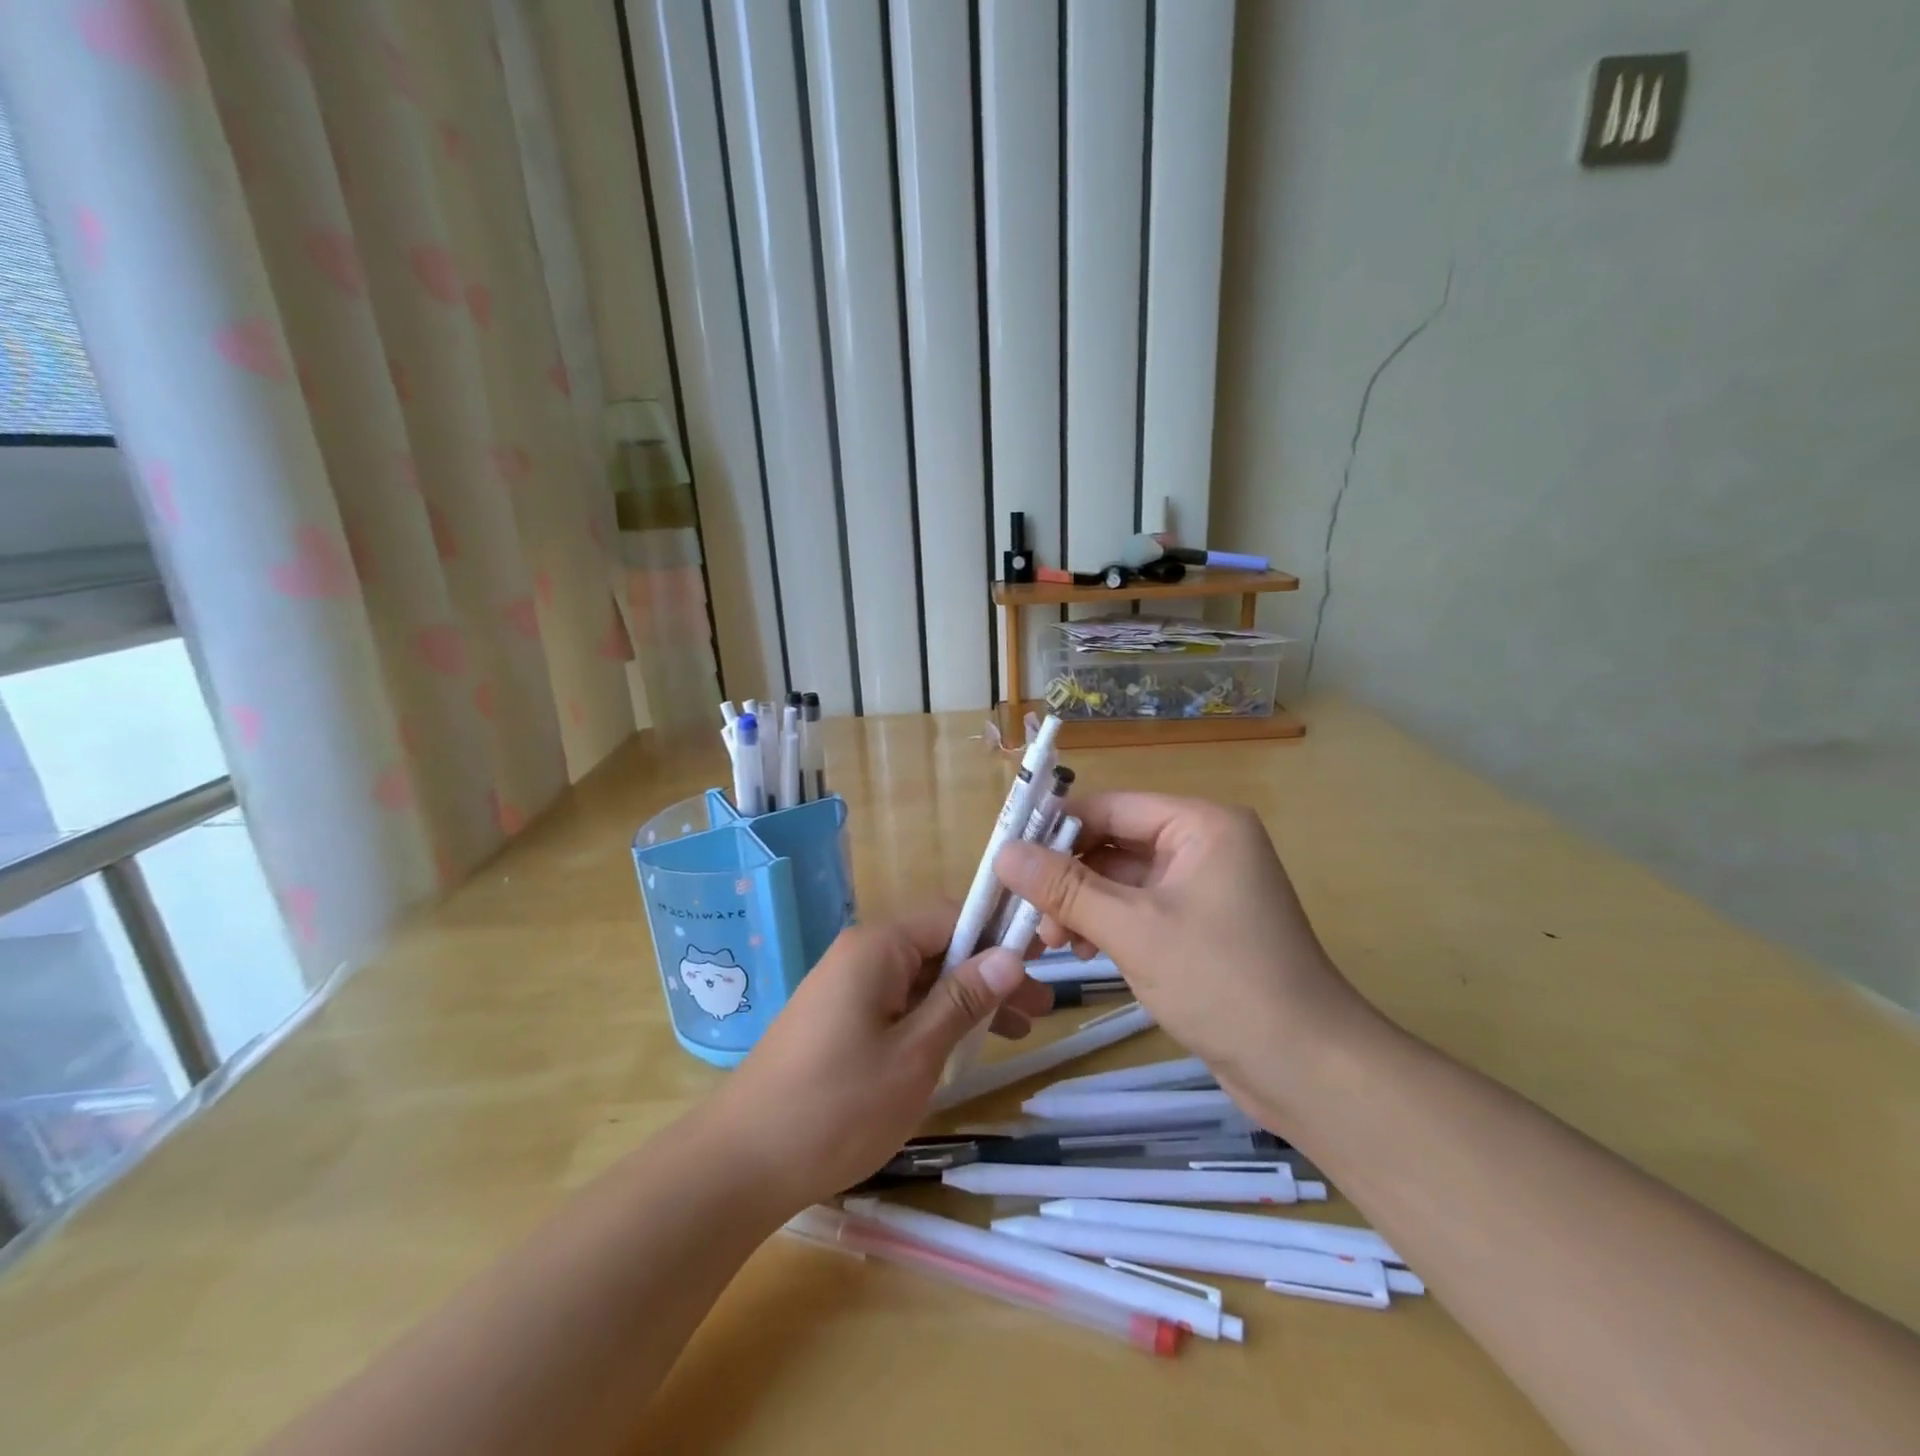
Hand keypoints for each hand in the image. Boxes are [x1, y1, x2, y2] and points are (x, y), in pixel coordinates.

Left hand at [706, 902, 1049, 1210]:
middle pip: (939, 946)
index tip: (1041, 962)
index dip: (998, 934)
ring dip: (967, 999)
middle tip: (1039, 1009)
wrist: (742, 1164)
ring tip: (1017, 1032)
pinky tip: (963, 1047)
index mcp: (878, 947)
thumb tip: (1010, 955)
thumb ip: (963, 1000)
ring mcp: (847, 986)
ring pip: (922, 978)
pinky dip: (935, 1018)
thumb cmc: (837, 1107)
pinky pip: (899, 1002)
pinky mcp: (839, 1018)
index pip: (951, 915)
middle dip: (989, 973)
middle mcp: (861, 954)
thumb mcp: (915, 1055)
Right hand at [995, 793, 1366, 1093]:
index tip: (1006, 857)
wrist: (1308, 1069)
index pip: (1111, 807)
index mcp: (1201, 825)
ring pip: (1123, 880)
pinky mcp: (1201, 925)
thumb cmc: (1222, 983)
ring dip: (1084, 905)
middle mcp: (1204, 844)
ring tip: (1056, 942)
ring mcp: (1204, 887)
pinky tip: (1086, 952)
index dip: (1055, 828)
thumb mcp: (1133, 931)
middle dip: (1068, 876)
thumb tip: (1002, 853)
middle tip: (1030, 915)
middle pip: (1115, 843)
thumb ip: (1065, 889)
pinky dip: (1109, 925)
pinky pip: (1141, 909)